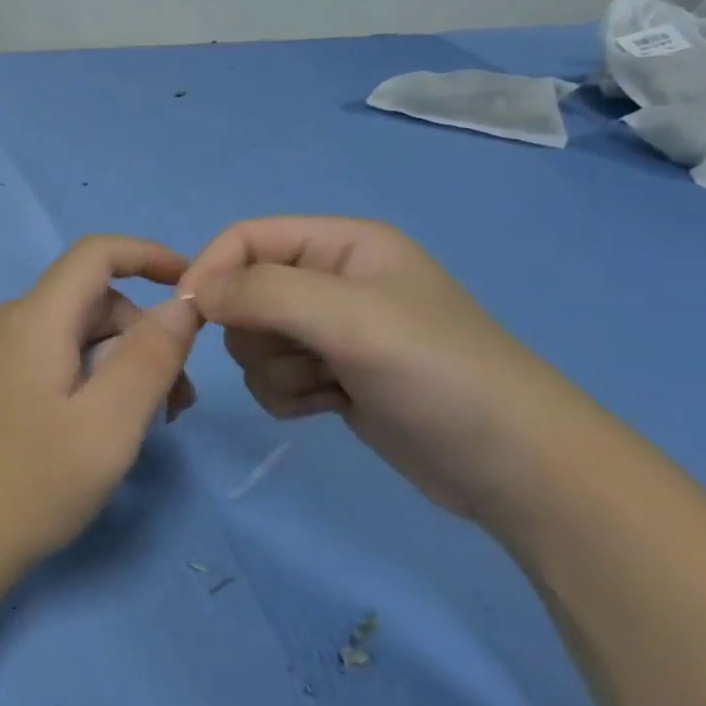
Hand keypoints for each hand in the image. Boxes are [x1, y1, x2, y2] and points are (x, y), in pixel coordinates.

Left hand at [0, 236, 202, 575]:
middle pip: (91, 301)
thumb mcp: (109, 425)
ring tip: (145, 423)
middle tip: (176, 403)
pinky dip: (88, 376)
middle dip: (142, 337)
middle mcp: (7, 320)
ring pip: (74, 332)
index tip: (193, 290)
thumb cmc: (33, 483)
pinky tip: (100, 425)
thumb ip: (151, 358)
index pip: (96, 253)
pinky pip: (51, 355)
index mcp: (33, 318)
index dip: (148, 256)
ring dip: (118, 363)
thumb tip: (182, 305)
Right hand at [180, 217, 589, 524]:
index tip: (192, 316)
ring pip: (253, 341)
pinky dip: (290, 395)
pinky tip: (331, 405)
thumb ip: (264, 293)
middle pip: (243, 294)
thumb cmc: (436, 372)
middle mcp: (331, 281)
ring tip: (328, 386)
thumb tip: (193, 293)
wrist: (512, 466)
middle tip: (303, 355)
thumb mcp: (350, 318)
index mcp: (341, 244)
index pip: (246, 238)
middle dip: (259, 332)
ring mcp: (331, 332)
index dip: (212, 270)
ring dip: (277, 370)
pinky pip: (271, 377)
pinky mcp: (330, 376)